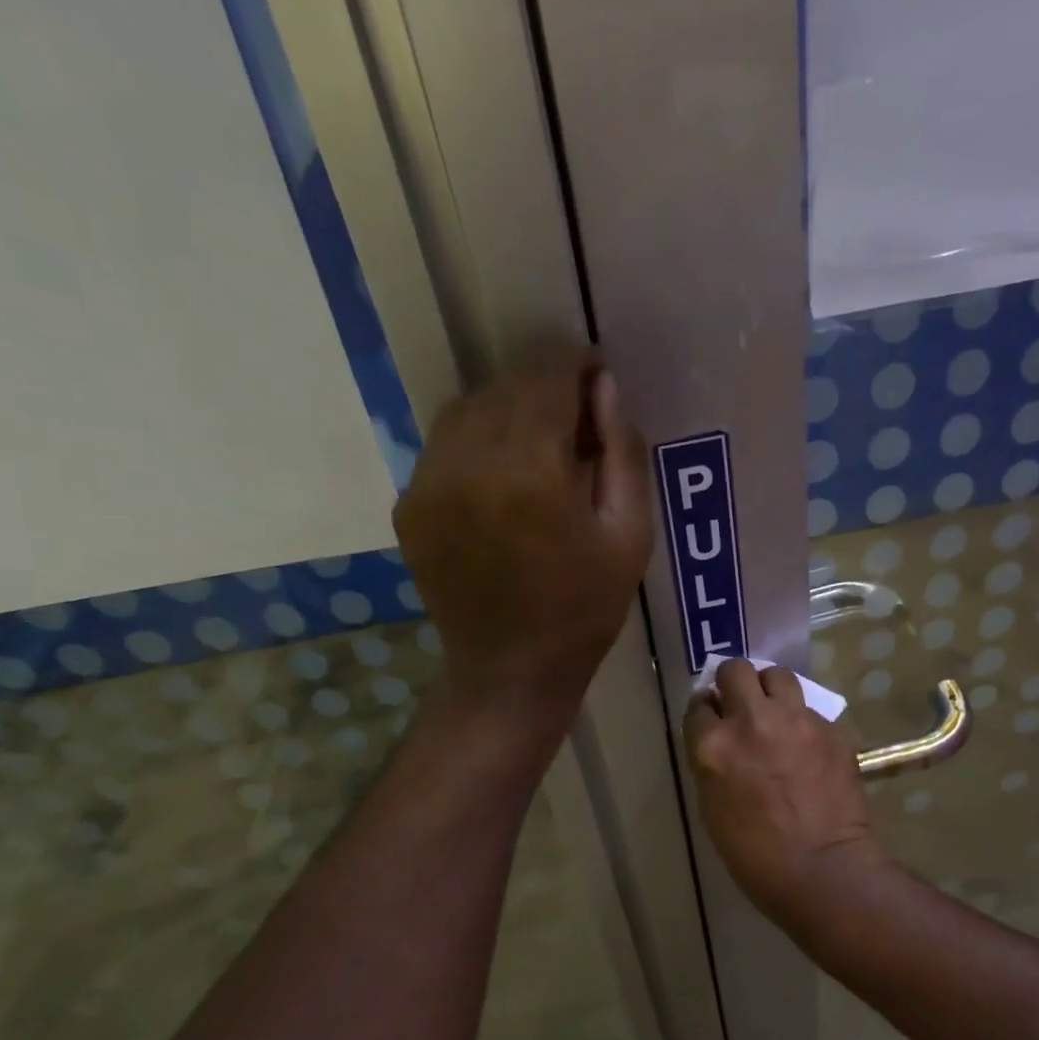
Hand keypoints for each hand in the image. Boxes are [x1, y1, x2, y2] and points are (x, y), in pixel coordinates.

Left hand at [394, 353, 652, 724]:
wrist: (510, 671)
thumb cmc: (583, 611)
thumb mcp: (629, 537)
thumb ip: (623, 454)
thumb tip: (606, 388)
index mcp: (531, 472)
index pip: (549, 380)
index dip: (577, 367)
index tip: (598, 375)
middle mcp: (470, 464)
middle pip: (507, 389)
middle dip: (546, 390)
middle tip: (577, 420)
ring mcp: (429, 484)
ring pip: (468, 410)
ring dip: (508, 411)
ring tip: (539, 445)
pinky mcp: (409, 505)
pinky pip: (444, 446)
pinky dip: (476, 443)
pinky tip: (502, 476)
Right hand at [685, 659, 884, 921]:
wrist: (822, 869)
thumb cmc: (754, 854)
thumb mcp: (712, 807)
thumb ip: (711, 762)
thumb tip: (718, 739)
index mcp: (712, 745)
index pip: (699, 704)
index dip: (706, 711)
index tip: (713, 720)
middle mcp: (750, 720)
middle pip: (735, 670)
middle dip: (734, 684)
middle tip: (741, 706)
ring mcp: (794, 719)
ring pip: (777, 675)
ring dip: (770, 689)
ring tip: (775, 712)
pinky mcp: (829, 728)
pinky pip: (809, 708)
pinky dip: (802, 720)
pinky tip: (806, 744)